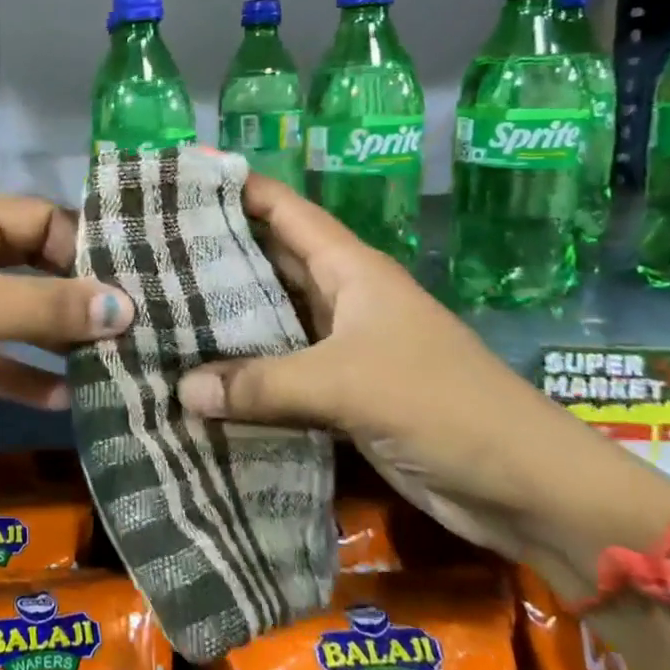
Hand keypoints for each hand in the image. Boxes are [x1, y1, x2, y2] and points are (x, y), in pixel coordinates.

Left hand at [0, 193, 134, 452]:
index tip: (136, 283)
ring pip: (17, 315)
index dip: (87, 246)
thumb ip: (48, 307)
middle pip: (33, 266)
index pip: (42, 219)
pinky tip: (67, 398)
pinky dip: (24, 375)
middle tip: (137, 323)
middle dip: (78, 295)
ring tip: (115, 361)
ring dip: (57, 338)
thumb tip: (125, 307)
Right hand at [173, 174, 626, 564]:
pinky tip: (194, 373)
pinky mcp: (337, 392)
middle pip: (266, 259)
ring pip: (267, 316)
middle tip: (143, 247)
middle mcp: (340, 297)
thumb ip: (261, 384)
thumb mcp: (349, 385)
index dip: (233, 186)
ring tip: (154, 306)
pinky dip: (239, 370)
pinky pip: (275, 369)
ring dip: (220, 315)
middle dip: (211, 250)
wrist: (527, 489)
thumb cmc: (445, 407)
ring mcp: (338, 346)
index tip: (173, 179)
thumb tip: (181, 390)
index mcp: (350, 269)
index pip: (282, 209)